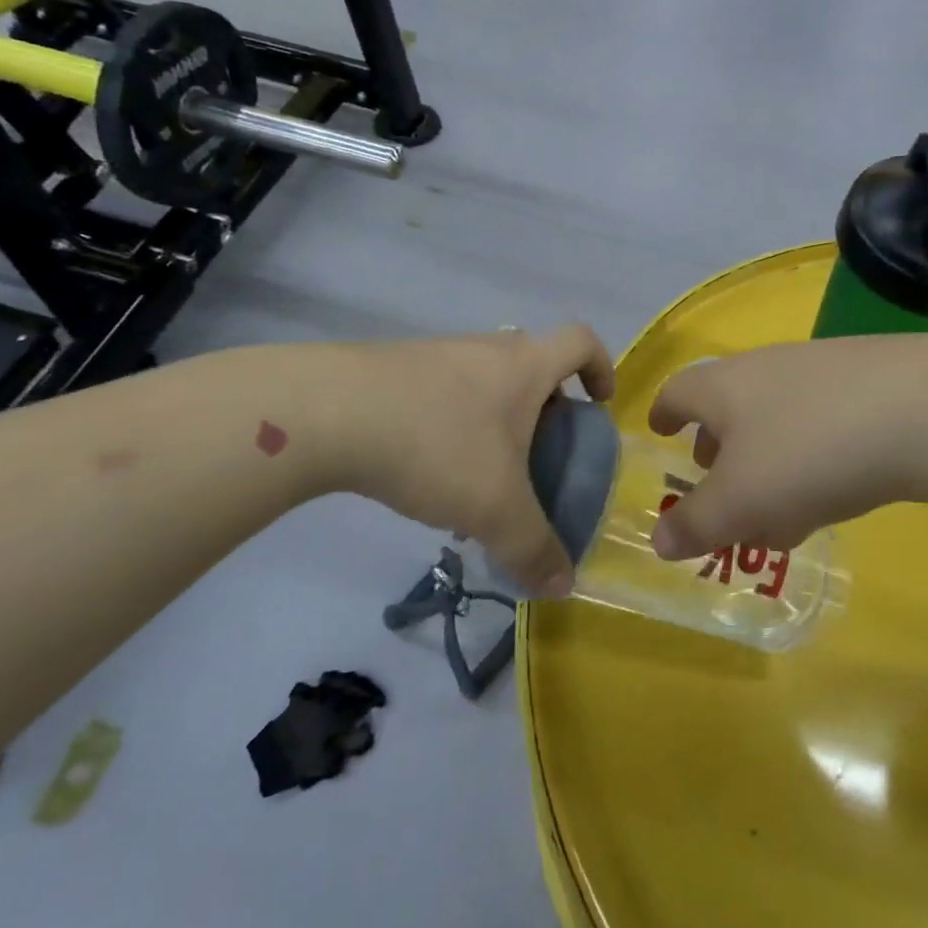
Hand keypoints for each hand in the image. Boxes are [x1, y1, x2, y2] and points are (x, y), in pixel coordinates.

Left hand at [341, 326, 614, 595]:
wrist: (327, 413)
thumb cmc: (437, 446)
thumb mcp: (496, 508)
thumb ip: (534, 549)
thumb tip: (563, 586)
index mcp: (524, 364)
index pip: (581, 341)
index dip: (600, 367)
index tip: (598, 405)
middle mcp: (485, 348)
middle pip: (532, 363)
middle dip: (546, 405)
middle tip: (541, 453)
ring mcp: (436, 354)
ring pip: (484, 380)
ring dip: (496, 418)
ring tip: (483, 473)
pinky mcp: (393, 369)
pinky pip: (443, 391)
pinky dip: (452, 423)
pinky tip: (430, 469)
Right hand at [645, 337, 927, 559]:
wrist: (924, 409)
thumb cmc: (808, 453)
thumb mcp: (740, 502)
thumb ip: (695, 524)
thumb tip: (659, 541)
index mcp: (723, 386)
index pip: (677, 392)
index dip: (663, 415)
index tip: (659, 432)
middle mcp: (766, 368)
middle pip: (727, 406)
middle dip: (717, 447)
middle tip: (716, 483)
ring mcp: (820, 371)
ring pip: (776, 419)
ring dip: (766, 462)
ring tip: (777, 511)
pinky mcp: (869, 383)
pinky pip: (821, 423)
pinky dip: (810, 458)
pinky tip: (834, 493)